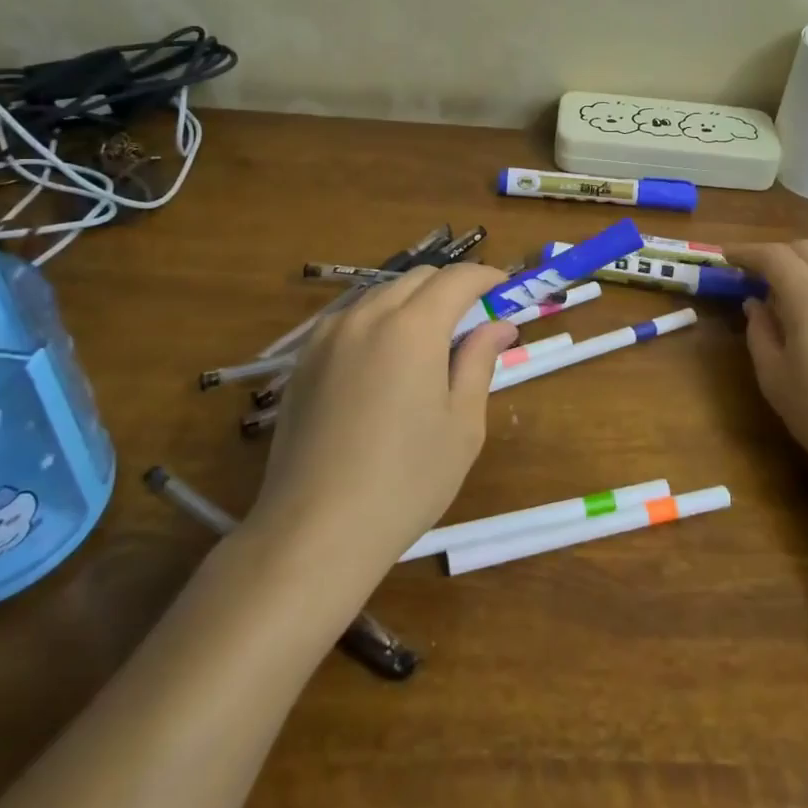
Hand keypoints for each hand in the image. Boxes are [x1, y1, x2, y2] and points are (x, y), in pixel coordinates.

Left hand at [247, 263, 517, 580]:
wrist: (315, 529)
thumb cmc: (406, 481)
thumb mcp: (461, 425)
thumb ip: (479, 362)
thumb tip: (499, 326)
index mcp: (413, 327)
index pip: (457, 279)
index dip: (486, 278)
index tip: (504, 292)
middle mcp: (367, 316)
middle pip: (418, 279)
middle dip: (451, 289)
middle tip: (472, 323)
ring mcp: (328, 335)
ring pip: (381, 294)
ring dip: (413, 302)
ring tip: (429, 343)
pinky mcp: (303, 360)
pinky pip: (349, 319)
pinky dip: (377, 320)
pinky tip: (382, 360)